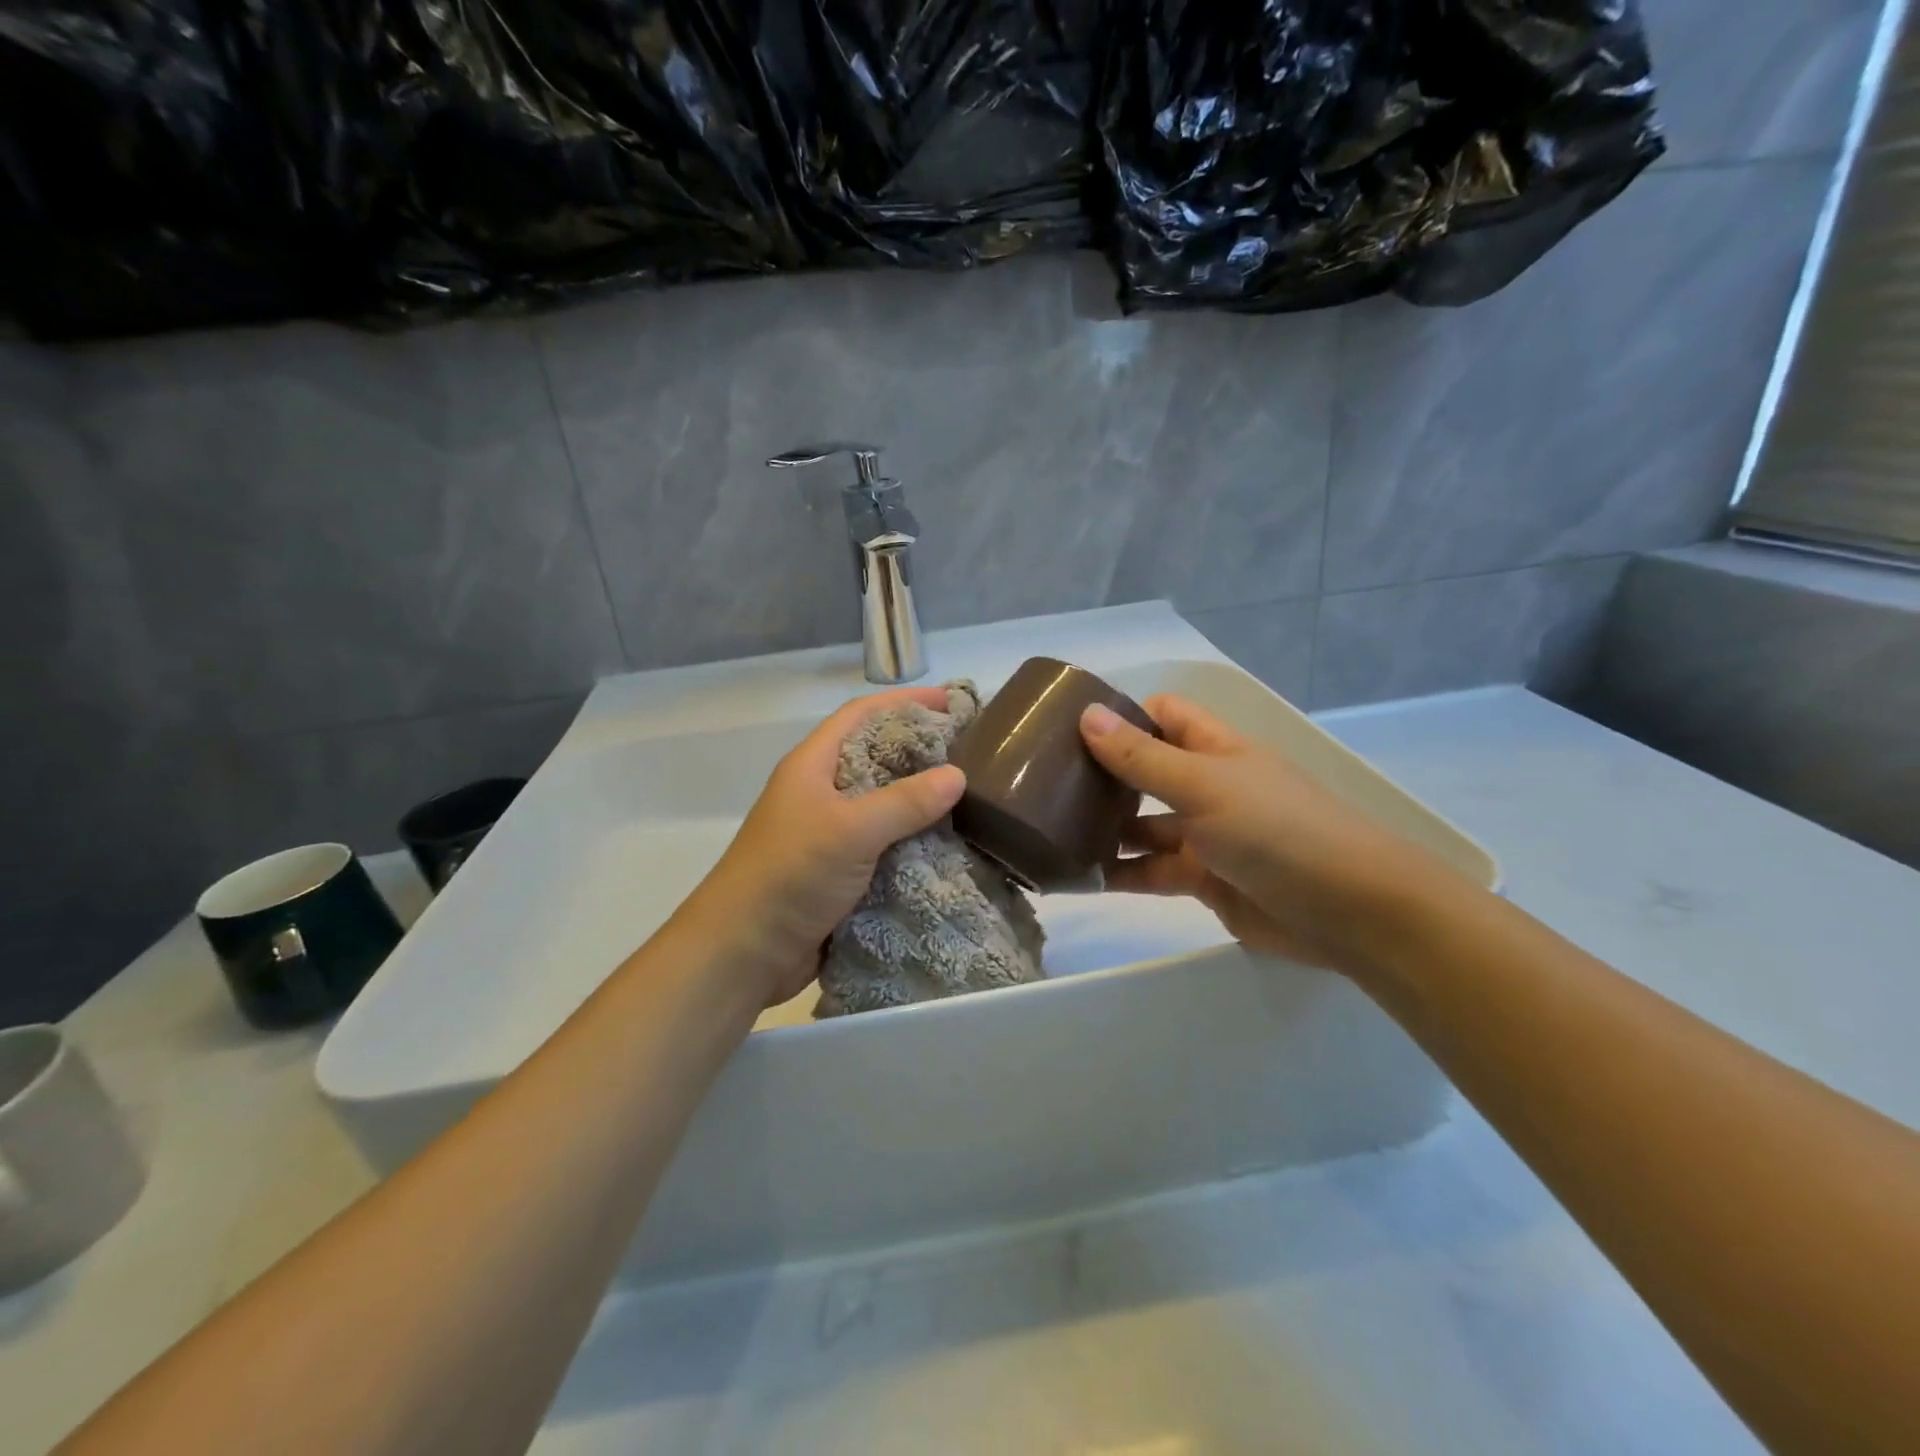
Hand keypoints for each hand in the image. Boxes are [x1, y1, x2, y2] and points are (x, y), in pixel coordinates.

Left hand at [677, 688, 966, 1006]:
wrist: (744, 952)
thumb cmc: (789, 875)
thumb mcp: (849, 831)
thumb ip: (905, 802)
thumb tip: (958, 775)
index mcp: (813, 765)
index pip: (861, 714)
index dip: (904, 702)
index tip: (951, 702)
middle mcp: (822, 791)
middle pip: (876, 756)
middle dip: (920, 750)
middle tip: (972, 751)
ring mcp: (830, 833)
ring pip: (884, 803)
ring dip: (922, 799)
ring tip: (972, 796)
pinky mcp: (841, 870)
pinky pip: (886, 844)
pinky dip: (915, 840)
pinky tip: (950, 843)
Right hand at [1080, 694, 1461, 976]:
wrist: (1350, 913)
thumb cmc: (1277, 830)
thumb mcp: (1204, 786)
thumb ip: (1143, 758)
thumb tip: (1086, 715)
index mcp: (1215, 749)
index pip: (1163, 715)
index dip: (1123, 716)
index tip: (1069, 729)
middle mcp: (1208, 785)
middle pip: (1147, 769)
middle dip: (1103, 775)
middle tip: (1045, 784)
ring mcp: (1206, 835)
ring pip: (1145, 824)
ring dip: (1106, 828)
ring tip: (1052, 832)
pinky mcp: (1205, 880)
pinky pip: (1152, 870)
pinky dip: (1121, 873)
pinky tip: (1083, 877)